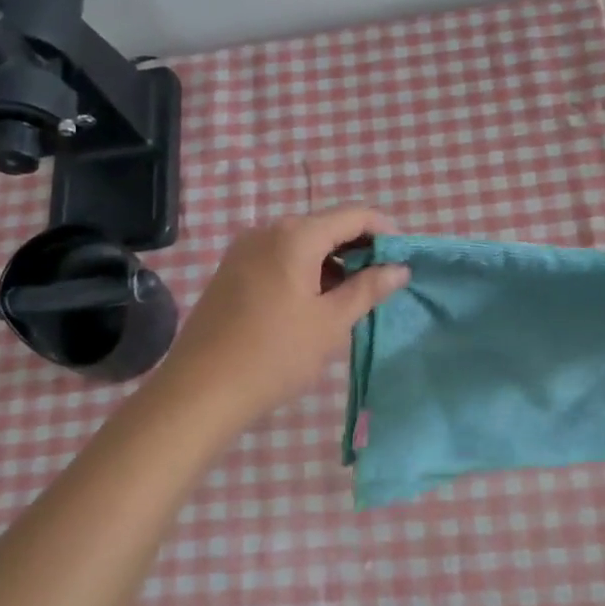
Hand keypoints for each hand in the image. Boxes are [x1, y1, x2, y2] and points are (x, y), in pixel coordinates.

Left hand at [154, 206, 409, 428]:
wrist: (200, 390)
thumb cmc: (275, 355)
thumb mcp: (330, 323)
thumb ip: (368, 289)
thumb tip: (399, 268)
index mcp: (295, 235)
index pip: (353, 215)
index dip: (385, 231)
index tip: (403, 258)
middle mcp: (267, 231)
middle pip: (326, 226)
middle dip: (359, 248)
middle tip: (383, 282)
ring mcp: (244, 250)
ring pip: (302, 243)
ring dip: (332, 262)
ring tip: (352, 298)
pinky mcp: (231, 271)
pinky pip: (279, 258)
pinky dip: (305, 270)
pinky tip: (315, 303)